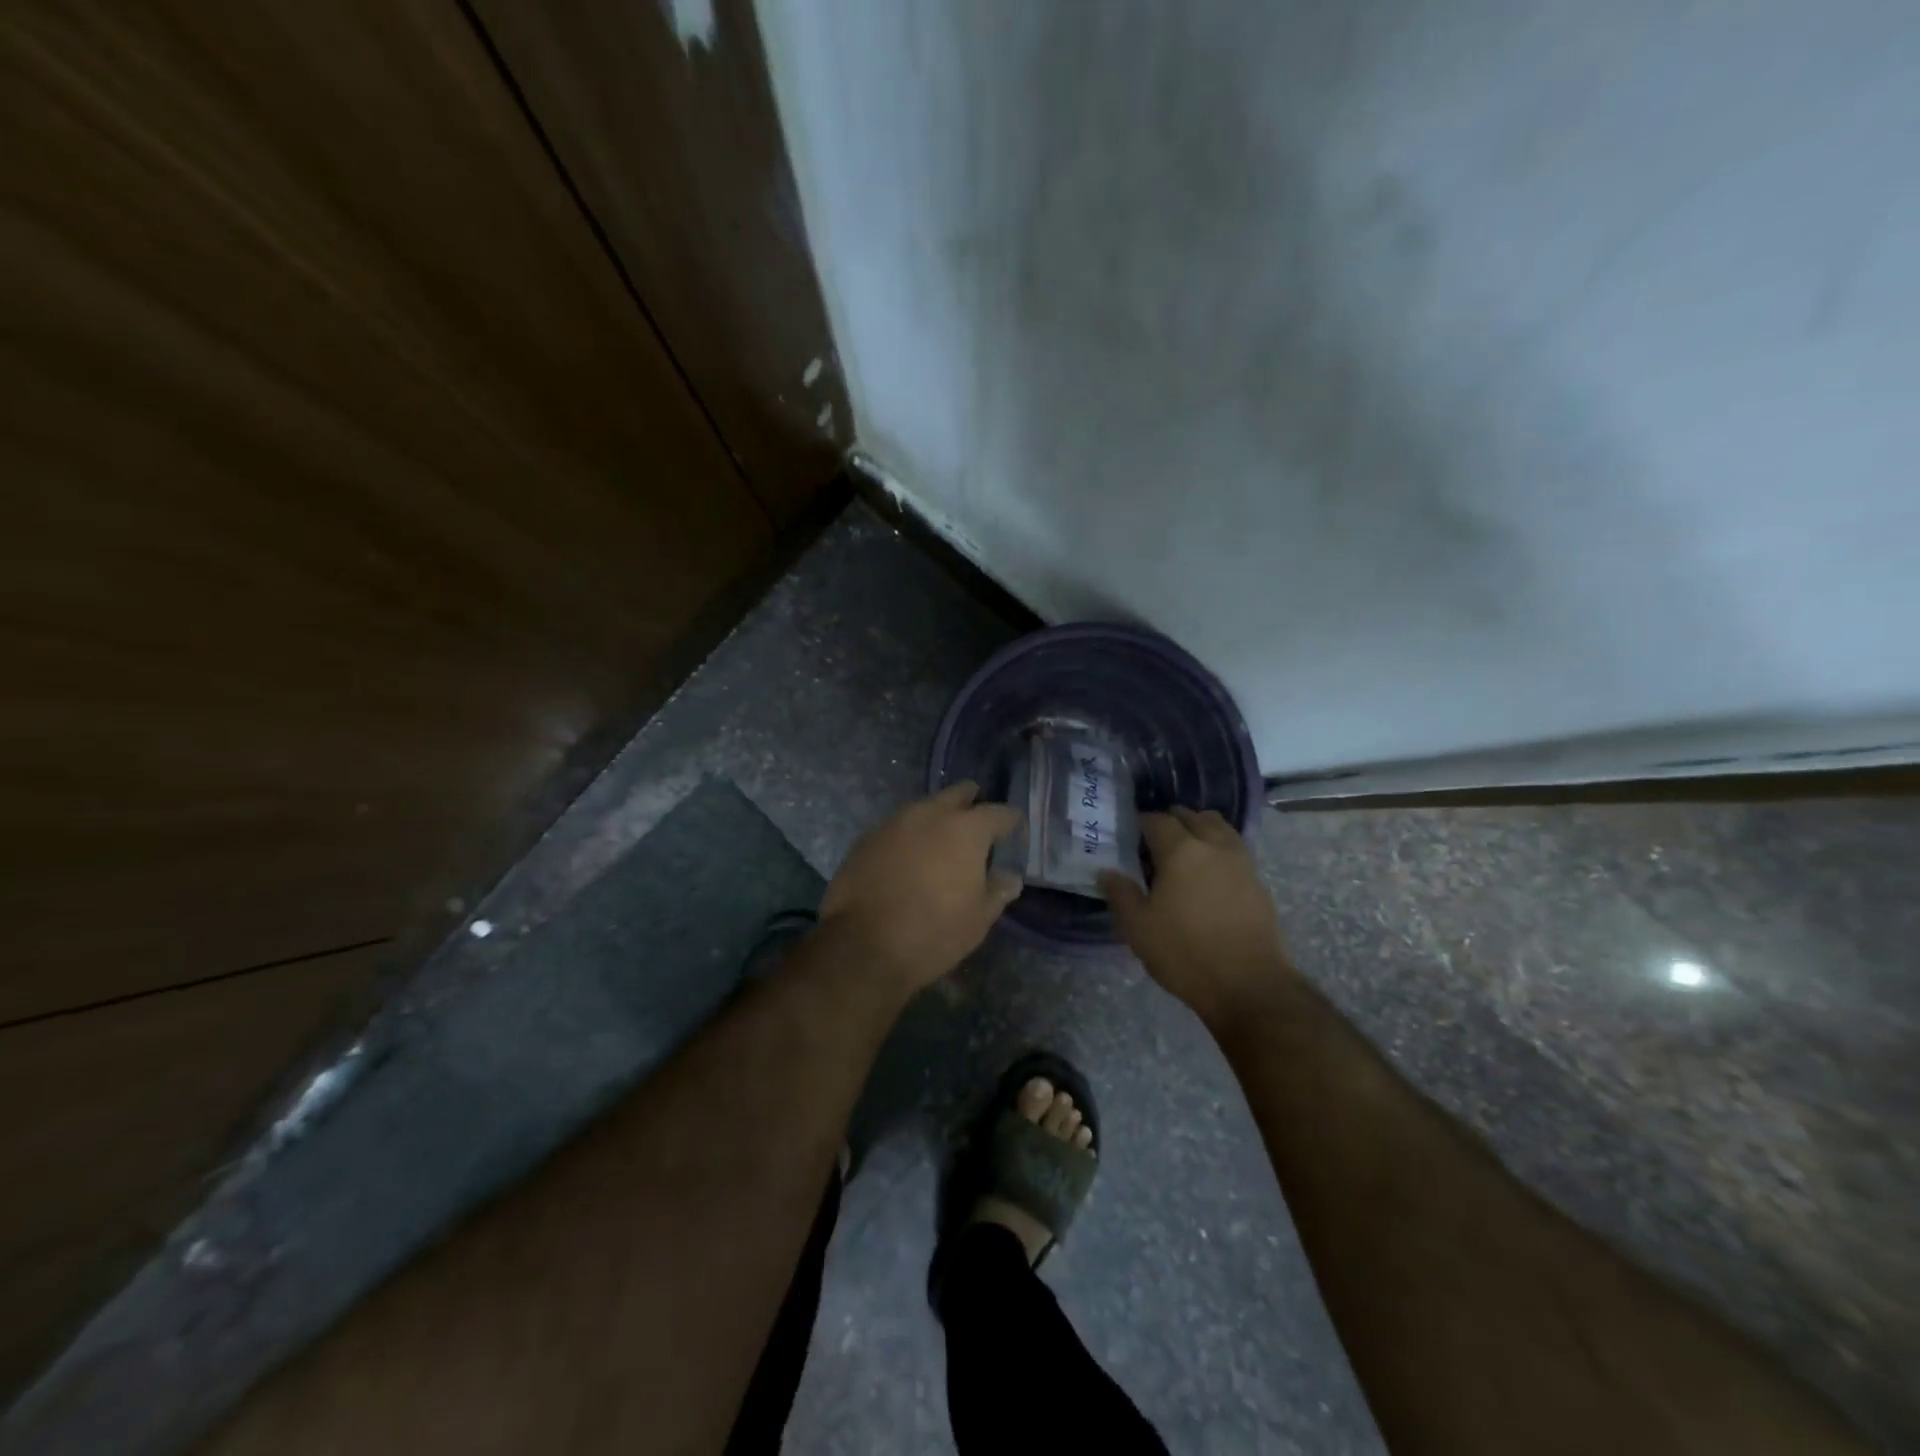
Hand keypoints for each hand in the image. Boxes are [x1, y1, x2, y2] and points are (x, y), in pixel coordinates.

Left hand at [818, 781, 1022, 993]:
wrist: (862, 946)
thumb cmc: (934, 932)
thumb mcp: (978, 919)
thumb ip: (997, 891)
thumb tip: (1010, 877)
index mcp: (966, 829)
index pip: (999, 813)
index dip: (1012, 822)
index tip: (1016, 832)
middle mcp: (931, 814)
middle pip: (959, 794)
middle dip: (972, 804)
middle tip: (978, 827)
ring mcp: (895, 822)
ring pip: (925, 807)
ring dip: (938, 818)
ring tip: (943, 843)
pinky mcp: (867, 838)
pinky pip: (898, 827)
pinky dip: (910, 836)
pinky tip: (910, 857)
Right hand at [1100, 807, 1292, 1026]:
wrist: (1248, 985)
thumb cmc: (1185, 953)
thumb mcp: (1138, 928)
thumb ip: (1120, 893)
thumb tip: (1107, 872)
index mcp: (1181, 850)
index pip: (1157, 820)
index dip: (1141, 822)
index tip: (1130, 833)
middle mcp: (1214, 846)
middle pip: (1193, 816)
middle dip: (1172, 820)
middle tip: (1155, 839)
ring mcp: (1241, 862)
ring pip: (1219, 828)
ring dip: (1200, 829)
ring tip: (1185, 849)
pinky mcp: (1258, 882)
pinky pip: (1235, 849)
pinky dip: (1219, 848)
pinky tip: (1208, 872)